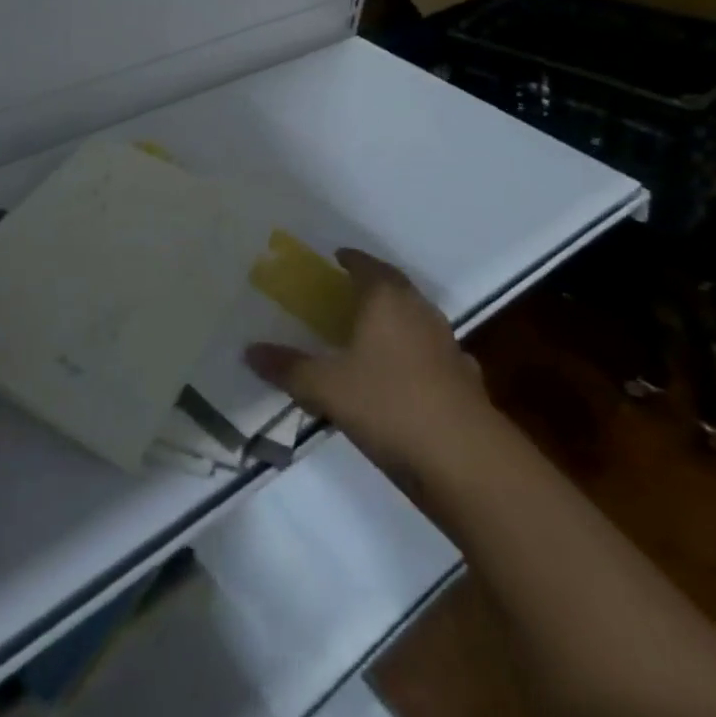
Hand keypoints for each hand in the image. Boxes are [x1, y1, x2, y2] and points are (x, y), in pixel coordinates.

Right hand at [245, 249, 494, 487]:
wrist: (465, 460)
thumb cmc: (388, 404)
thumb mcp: (326, 388)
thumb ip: (288, 368)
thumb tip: (249, 351)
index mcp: (386, 300)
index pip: (367, 266)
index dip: (351, 260)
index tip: (337, 257)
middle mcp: (420, 312)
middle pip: (396, 287)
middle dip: (374, 284)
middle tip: (350, 290)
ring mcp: (448, 345)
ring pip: (418, 319)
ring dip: (398, 319)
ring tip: (375, 331)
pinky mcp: (465, 380)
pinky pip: (435, 354)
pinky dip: (419, 355)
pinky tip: (408, 374)